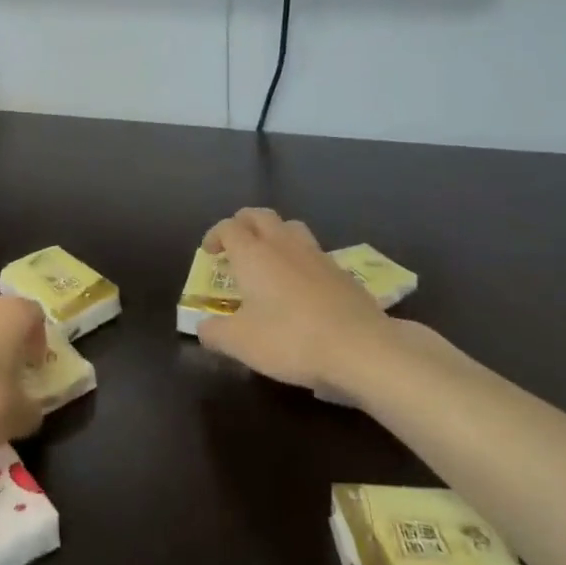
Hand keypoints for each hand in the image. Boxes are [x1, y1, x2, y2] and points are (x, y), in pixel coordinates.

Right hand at [197, 208, 393, 394]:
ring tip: (269, 259)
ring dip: (274, 234)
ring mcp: (317, 255)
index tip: (209, 253)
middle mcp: (283, 245)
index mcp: (254, 254)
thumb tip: (203, 327)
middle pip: (260, 216)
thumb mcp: (241, 344)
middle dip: (243, 223)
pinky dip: (300, 258)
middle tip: (235, 244)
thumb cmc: (291, 340)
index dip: (215, 235)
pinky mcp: (342, 272)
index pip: (229, 227)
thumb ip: (215, 333)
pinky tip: (301, 285)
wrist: (362, 348)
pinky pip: (314, 252)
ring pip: (290, 227)